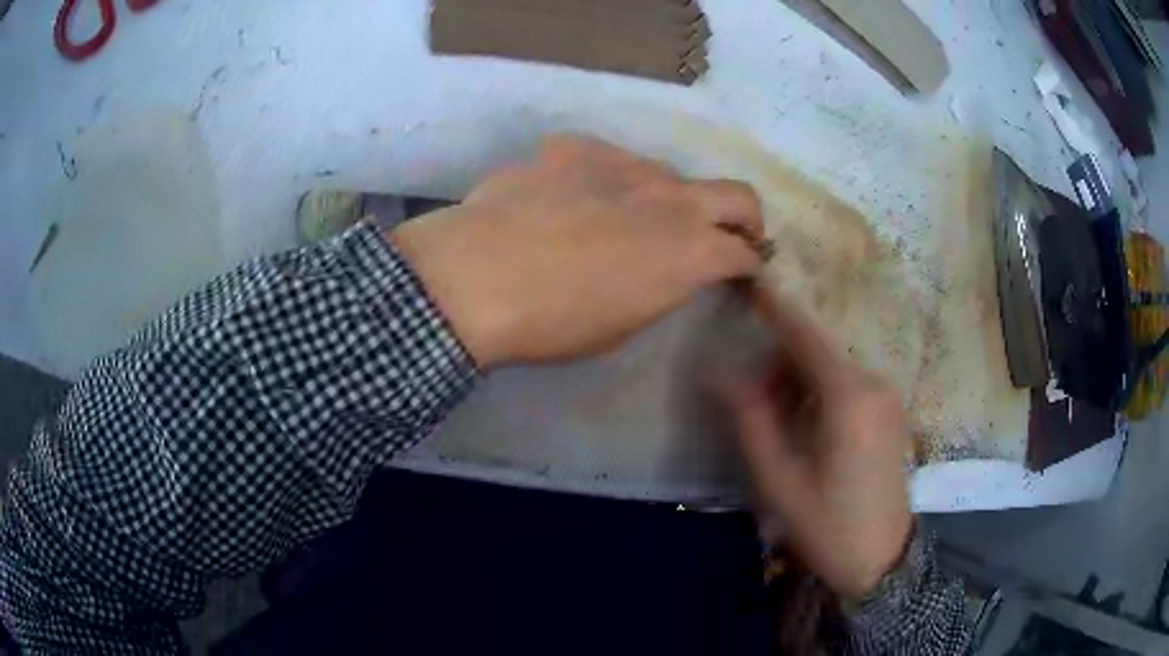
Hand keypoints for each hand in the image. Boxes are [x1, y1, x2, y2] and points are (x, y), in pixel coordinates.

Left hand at [389, 136, 765, 366]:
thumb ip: (662, 286)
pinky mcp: (577, 146)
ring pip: (667, 174)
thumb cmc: (553, 323)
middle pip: (738, 195)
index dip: (746, 265)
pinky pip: (607, 160)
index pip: (745, 252)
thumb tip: (668, 266)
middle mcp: (671, 197)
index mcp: (691, 252)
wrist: (474, 277)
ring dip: (663, 199)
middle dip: (743, 219)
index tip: (737, 274)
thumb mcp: (624, 324)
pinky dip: (603, 180)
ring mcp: (625, 162)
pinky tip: (567, 200)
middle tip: (722, 238)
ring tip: (620, 221)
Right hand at [716, 287, 912, 598]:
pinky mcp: (890, 412)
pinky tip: (807, 428)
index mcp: (849, 398)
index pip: (805, 336)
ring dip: (799, 380)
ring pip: (833, 369)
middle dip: (780, 363)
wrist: (881, 559)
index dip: (775, 307)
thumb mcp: (778, 478)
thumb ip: (749, 420)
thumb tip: (717, 375)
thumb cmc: (826, 524)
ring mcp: (887, 397)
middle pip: (818, 352)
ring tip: (777, 423)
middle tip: (749, 401)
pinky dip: (820, 392)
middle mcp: (873, 384)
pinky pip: (849, 385)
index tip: (749, 281)